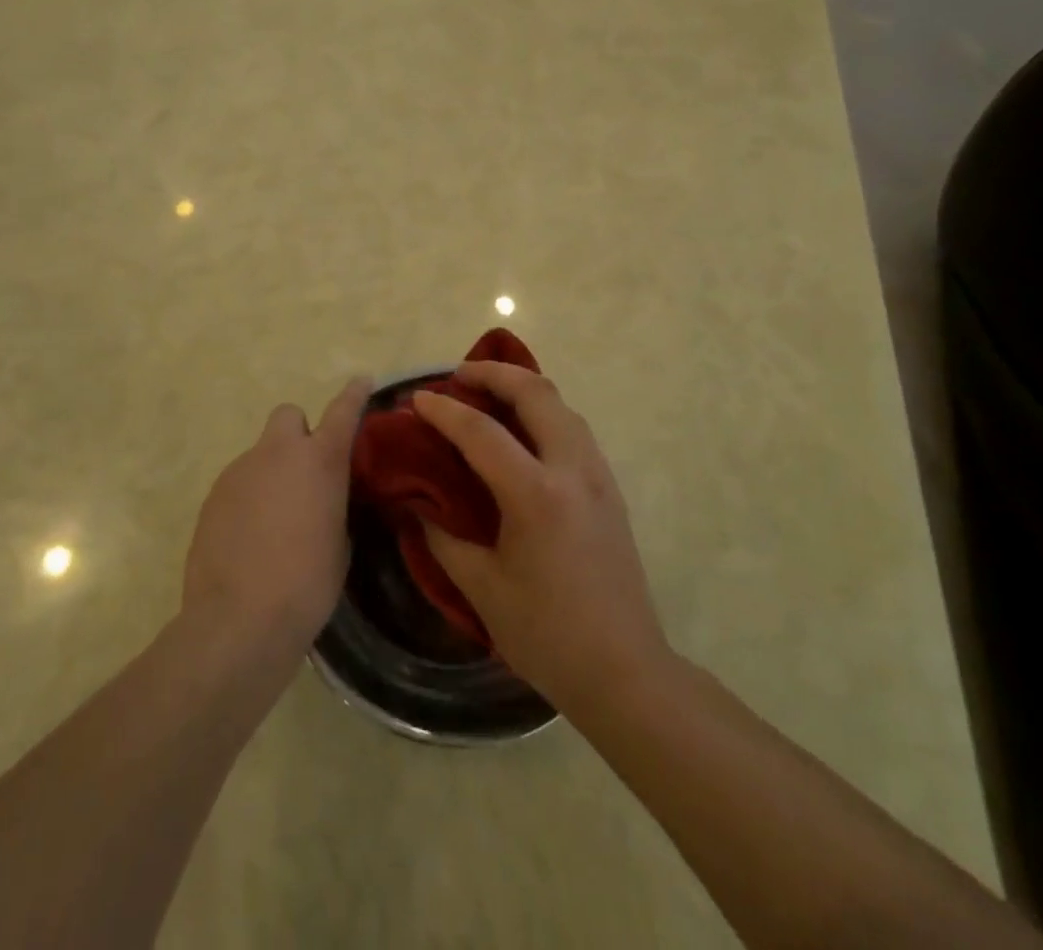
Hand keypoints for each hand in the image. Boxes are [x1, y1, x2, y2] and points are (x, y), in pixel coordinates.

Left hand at [183, 377, 370, 654]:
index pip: (342, 412)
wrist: (239, 620)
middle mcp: (278, 454)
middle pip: (288, 416)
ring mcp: (239, 471)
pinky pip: (239, 484)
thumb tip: (320, 500)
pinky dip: (248, 499)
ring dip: (272, 473)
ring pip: (261, 455)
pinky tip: (250, 538)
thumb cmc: (307, 584)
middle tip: (305, 472)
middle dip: (298, 434)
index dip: (354, 394)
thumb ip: (332, 505)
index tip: (361, 380)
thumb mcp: (339, 542)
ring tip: (275, 522)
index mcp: (319, 461)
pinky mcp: (213, 496)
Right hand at [414, 363, 668, 714]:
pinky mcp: (610, 488)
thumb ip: (444, 537)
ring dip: (523, 388)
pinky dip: (544, 411)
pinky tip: (523, 432)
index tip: (417, 398)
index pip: (481, 432)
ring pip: (561, 404)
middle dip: (494, 372)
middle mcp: (572, 470)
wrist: (625, 671)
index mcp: (536, 495)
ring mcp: (598, 475)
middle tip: (459, 376)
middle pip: (536, 393)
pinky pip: (574, 427)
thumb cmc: (547, 635)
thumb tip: (418, 504)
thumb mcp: (482, 589)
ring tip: (489, 395)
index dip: (444, 410)